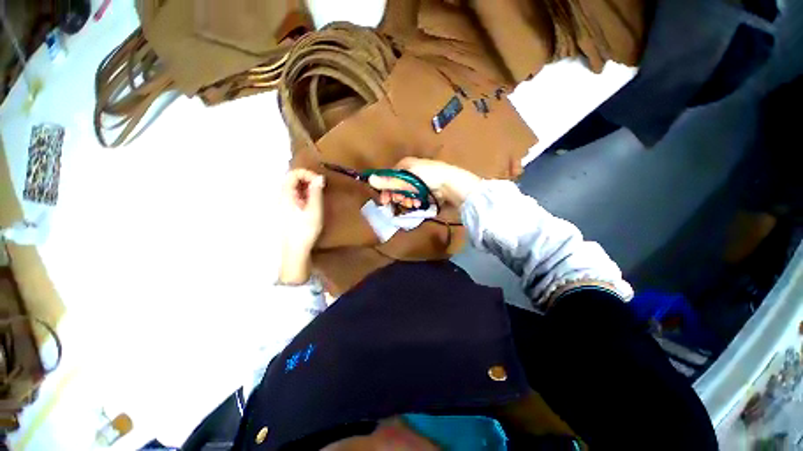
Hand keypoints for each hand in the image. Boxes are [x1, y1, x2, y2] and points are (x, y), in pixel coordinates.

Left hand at [279, 169, 324, 284]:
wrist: (295, 250)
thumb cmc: (305, 230)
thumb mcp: (314, 210)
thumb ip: (316, 192)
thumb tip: (319, 177)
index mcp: (286, 195)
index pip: (293, 174)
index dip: (307, 173)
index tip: (320, 182)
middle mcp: (281, 197)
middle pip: (291, 179)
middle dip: (307, 179)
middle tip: (320, 188)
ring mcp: (282, 204)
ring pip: (293, 187)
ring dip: (306, 187)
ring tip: (318, 195)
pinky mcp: (286, 210)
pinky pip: (294, 196)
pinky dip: (304, 194)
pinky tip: (311, 203)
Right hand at [368, 157, 481, 208]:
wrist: (451, 185)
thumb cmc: (428, 177)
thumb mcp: (407, 178)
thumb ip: (389, 181)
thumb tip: (369, 179)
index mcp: (405, 165)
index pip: (389, 177)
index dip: (386, 189)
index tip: (384, 200)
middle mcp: (411, 172)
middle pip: (397, 187)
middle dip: (398, 196)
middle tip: (401, 201)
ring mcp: (419, 183)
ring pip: (406, 194)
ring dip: (406, 201)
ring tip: (413, 203)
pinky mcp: (426, 191)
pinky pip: (415, 198)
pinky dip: (415, 203)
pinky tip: (419, 204)